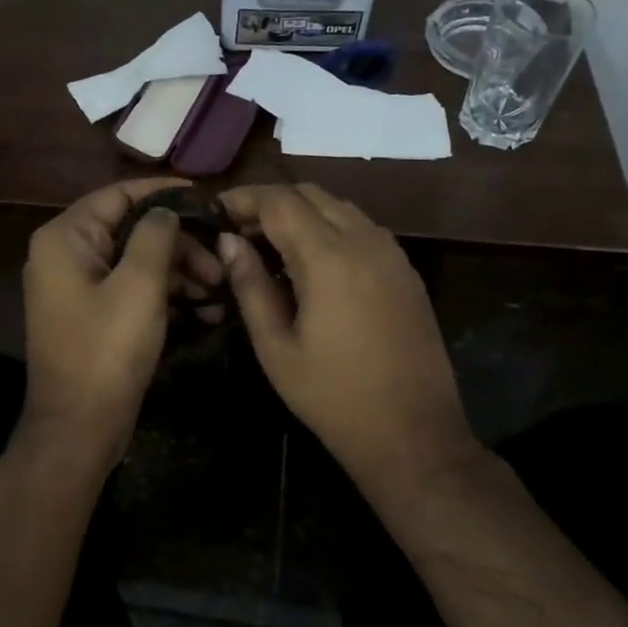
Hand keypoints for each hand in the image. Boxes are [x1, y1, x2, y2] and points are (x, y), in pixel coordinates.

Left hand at [20, 178, 225, 460]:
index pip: (118, 195)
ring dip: (179, 272)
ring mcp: (77, 288)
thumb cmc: (106, 350)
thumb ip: (156, 235)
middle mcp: (65, 255)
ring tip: (219, 291)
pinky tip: (205, 310)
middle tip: (221, 265)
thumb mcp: (139, 285)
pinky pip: (132, 290)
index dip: (164, 193)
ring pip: (136, 262)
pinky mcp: (92, 316)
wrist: (78, 427)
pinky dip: (164, 295)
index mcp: (66, 238)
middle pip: (131, 230)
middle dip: (180, 243)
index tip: (209, 198)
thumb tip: (166, 210)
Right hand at [217, 184, 487, 515]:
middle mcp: (364, 240)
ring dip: (301, 213)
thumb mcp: (276, 346)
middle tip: (238, 231)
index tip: (215, 214)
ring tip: (270, 245)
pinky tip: (311, 263)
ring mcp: (391, 253)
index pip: (278, 201)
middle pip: (310, 193)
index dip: (242, 200)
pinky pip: (362, 228)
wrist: (413, 433)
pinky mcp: (406, 270)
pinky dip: (329, 228)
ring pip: (339, 206)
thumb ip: (249, 285)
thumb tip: (228, 242)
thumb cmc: (332, 396)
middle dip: (270, 202)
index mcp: (328, 257)